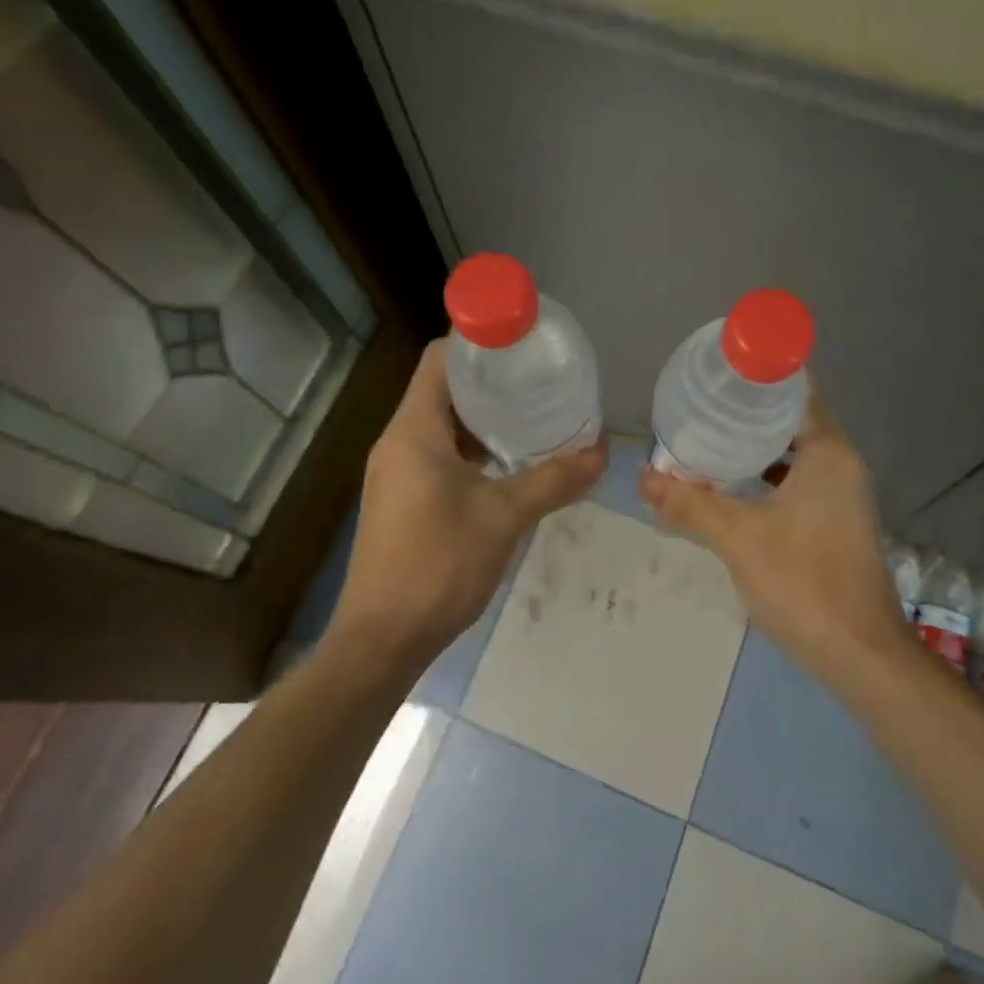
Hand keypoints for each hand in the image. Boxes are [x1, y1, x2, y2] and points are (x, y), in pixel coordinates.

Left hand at [335, 339, 606, 663]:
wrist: (382, 640)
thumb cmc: (438, 565)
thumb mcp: (504, 517)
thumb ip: (554, 480)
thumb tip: (601, 453)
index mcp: (414, 430)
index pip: (440, 360)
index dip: (478, 343)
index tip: (522, 343)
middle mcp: (399, 440)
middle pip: (444, 388)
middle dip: (492, 381)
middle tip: (541, 378)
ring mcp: (398, 471)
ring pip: (444, 423)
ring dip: (485, 418)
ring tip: (534, 415)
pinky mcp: (404, 497)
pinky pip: (440, 453)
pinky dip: (474, 448)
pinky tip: (511, 462)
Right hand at [639, 399, 908, 683]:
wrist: (861, 656)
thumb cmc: (803, 582)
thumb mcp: (737, 538)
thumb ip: (689, 505)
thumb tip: (644, 477)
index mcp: (828, 452)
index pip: (798, 388)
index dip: (761, 373)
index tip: (720, 369)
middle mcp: (841, 464)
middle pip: (792, 418)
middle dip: (748, 411)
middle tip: (702, 404)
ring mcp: (843, 495)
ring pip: (794, 453)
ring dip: (756, 447)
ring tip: (709, 439)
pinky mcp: (837, 522)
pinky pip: (799, 481)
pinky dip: (767, 476)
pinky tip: (733, 488)